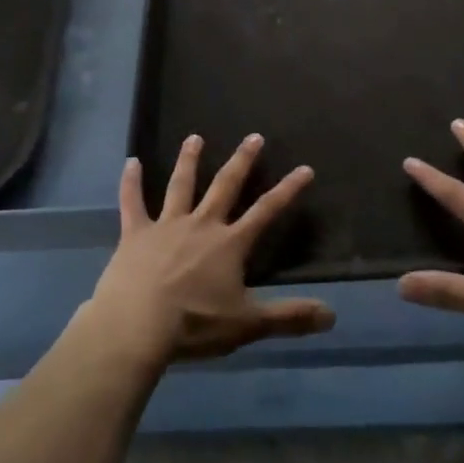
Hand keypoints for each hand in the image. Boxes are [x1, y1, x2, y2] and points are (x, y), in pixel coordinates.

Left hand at [85, 134, 334, 365]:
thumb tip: (332, 315)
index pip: (266, 211)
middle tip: (253, 136)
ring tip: (194, 137)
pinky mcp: (136, 233)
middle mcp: (201, 225)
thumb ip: (289, 317)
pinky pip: (132, 202)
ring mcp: (166, 225)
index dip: (288, 190)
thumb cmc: (194, 325)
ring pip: (181, 185)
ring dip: (189, 160)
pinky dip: (131, 182)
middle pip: (225, 186)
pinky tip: (131, 162)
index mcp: (229, 244)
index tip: (304, 168)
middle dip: (242, 161)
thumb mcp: (247, 325)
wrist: (137, 326)